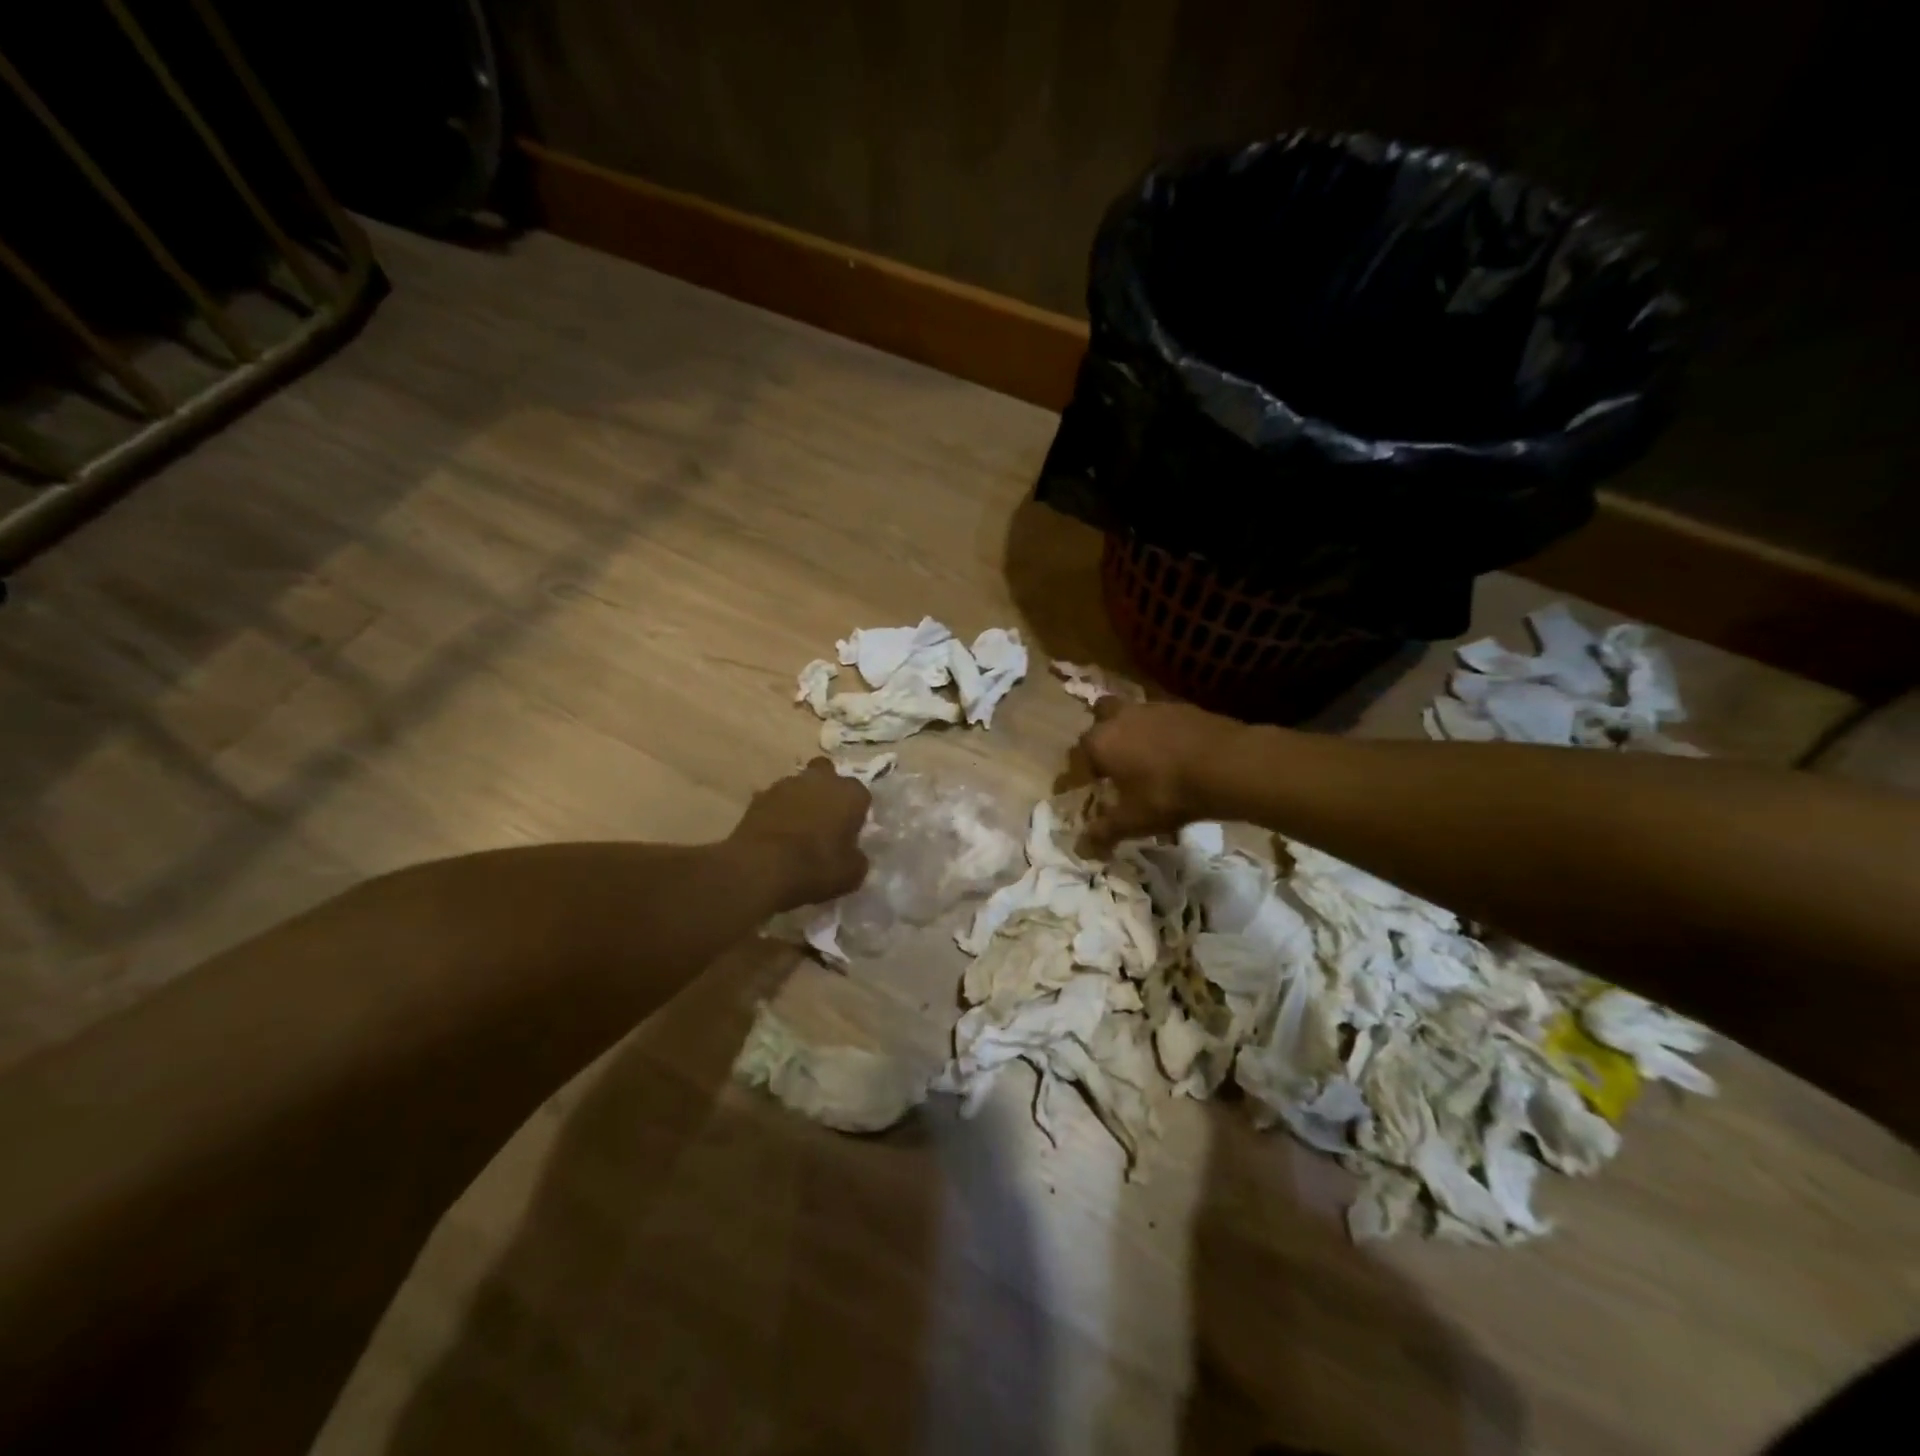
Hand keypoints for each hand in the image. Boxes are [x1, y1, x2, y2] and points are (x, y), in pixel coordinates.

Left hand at [730, 759, 871, 907]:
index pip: (861, 795)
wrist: (761, 868)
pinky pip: (775, 800)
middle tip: (825, 818)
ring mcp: (786, 784)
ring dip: (801, 799)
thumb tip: (852, 854)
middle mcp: (821, 780)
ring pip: (799, 785)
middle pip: (827, 774)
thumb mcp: (852, 873)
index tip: (850, 831)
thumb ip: (856, 857)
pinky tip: (775, 833)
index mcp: (850, 793)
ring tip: (796, 828)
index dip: (856, 813)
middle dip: (827, 790)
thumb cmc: (816, 867)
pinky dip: (777, 811)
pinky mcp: (759, 797)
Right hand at [1078, 699, 1249, 854]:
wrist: (1227, 764)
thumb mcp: (1133, 821)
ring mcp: (1153, 708)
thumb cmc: (1168, 793)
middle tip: (1109, 761)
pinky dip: (1160, 732)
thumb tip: (1081, 849)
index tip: (1077, 789)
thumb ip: (1104, 832)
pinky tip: (1172, 752)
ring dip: (1131, 731)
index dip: (1074, 776)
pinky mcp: (1182, 707)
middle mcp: (1120, 718)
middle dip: (1101, 737)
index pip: (1076, 758)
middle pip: (1099, 718)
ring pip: (1131, 714)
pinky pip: (1160, 718)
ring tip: (1142, 757)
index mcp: (1100, 743)